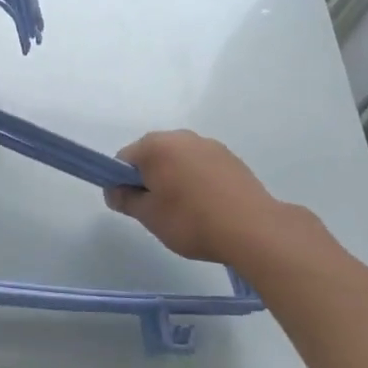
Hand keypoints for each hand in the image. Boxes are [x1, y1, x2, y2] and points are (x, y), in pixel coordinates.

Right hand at [105, 130, 298, 265]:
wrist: (253, 229)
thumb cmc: (191, 221)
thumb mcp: (149, 216)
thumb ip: (125, 199)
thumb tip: (113, 190)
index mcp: (156, 146)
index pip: (123, 159)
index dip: (121, 182)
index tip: (132, 205)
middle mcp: (182, 137)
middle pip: (152, 155)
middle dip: (149, 178)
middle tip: (157, 210)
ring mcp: (209, 145)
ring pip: (178, 159)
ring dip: (174, 178)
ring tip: (186, 211)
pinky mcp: (231, 158)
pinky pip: (201, 165)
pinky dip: (197, 180)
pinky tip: (207, 205)